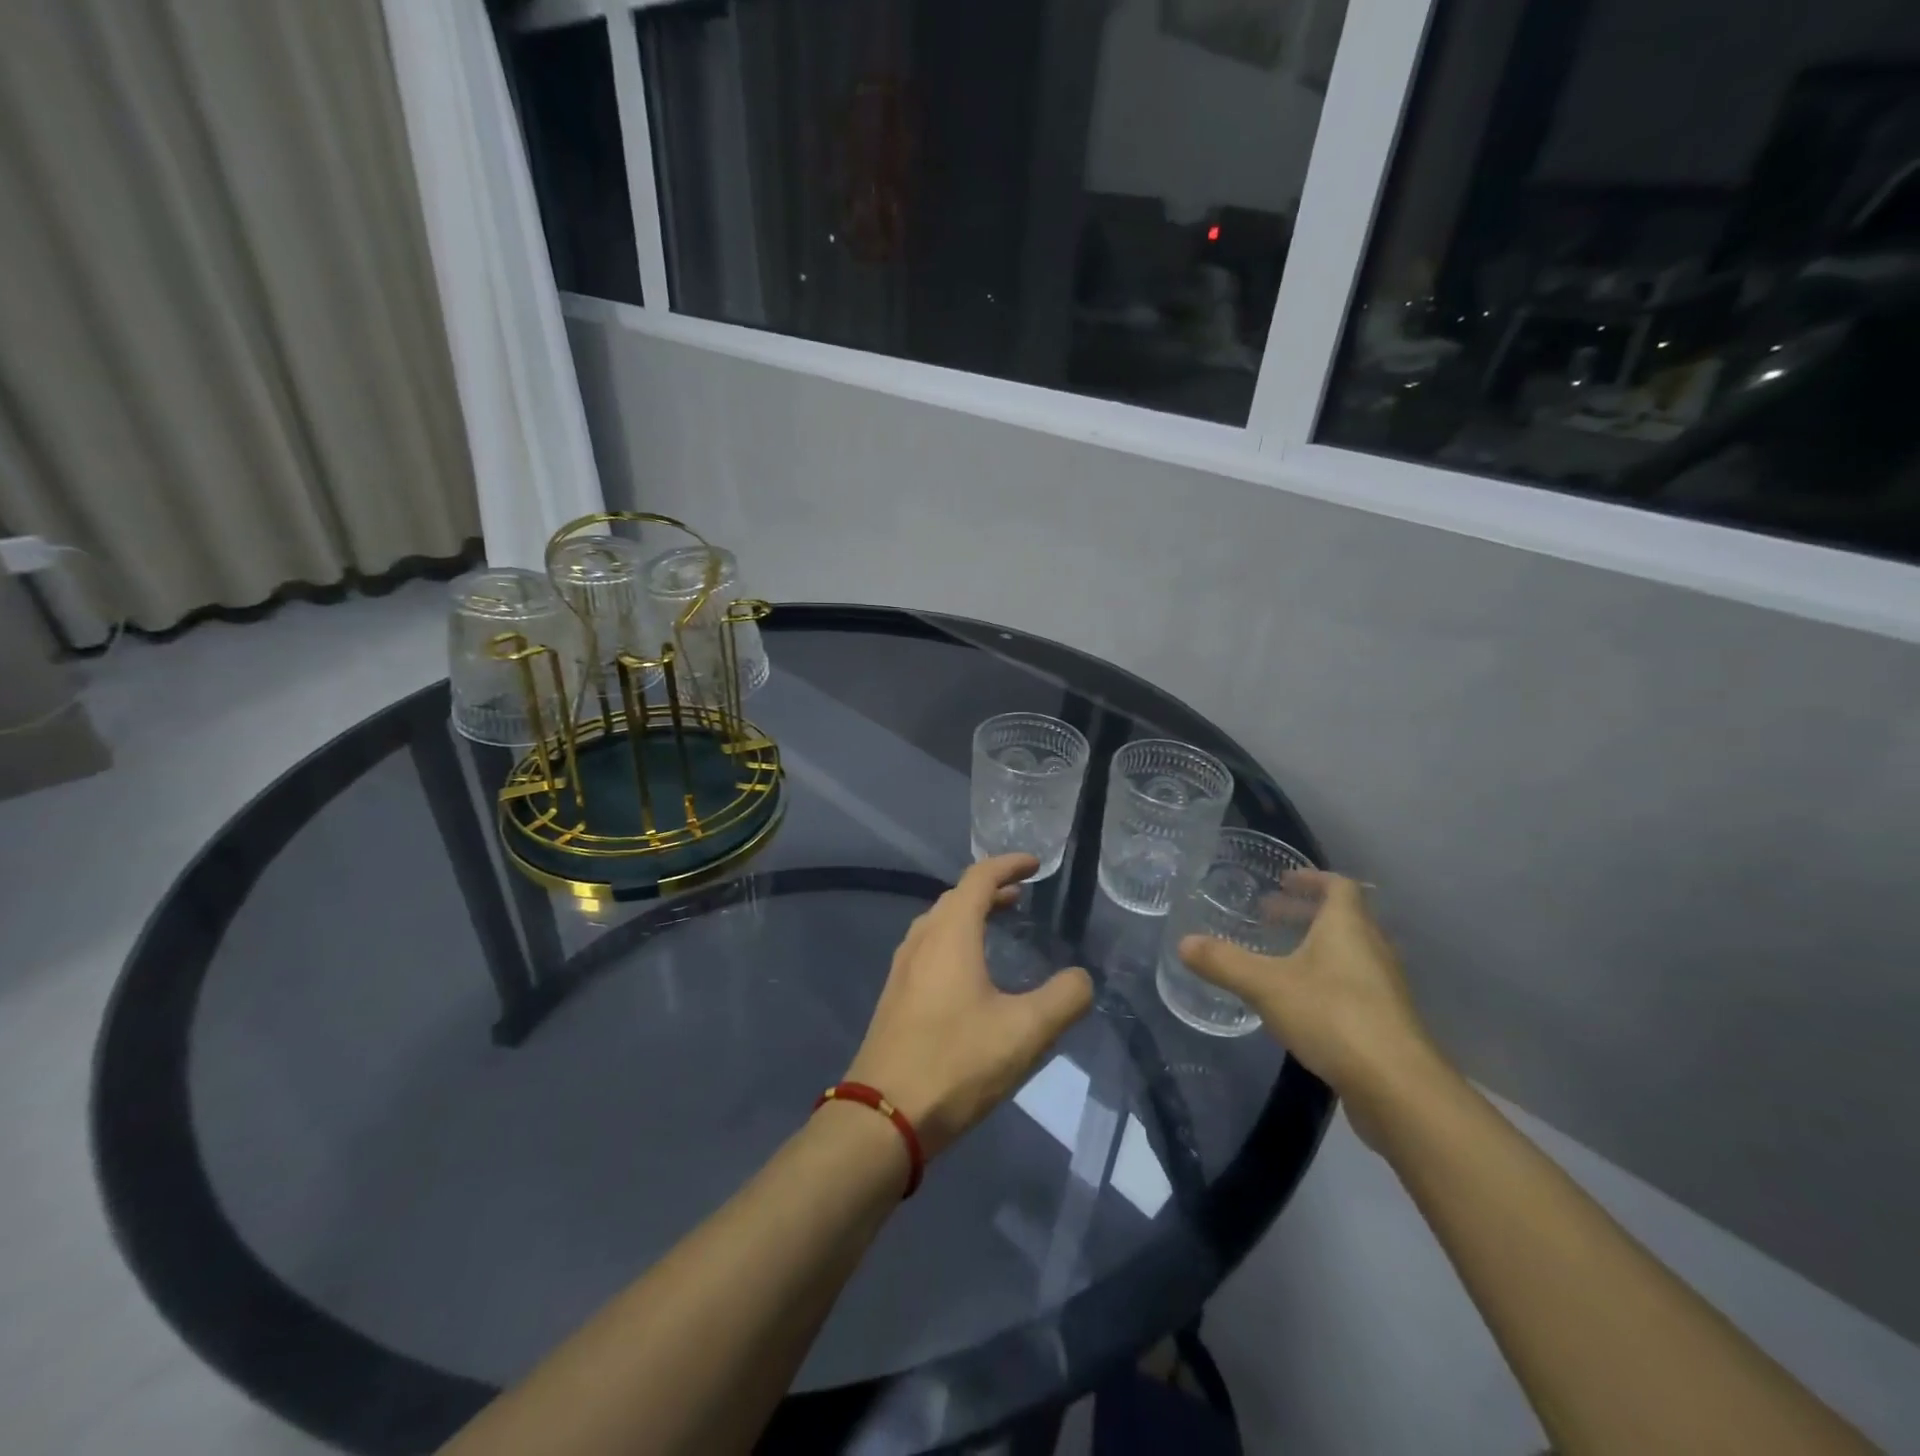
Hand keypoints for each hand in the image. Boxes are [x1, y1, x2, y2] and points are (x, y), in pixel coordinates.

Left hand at [845, 854, 1093, 1157]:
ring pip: (939, 923)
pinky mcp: (895, 996)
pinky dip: (954, 940)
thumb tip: (1082, 979)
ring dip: (969, 914)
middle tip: (1021, 895)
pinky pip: (928, 948)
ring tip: (998, 924)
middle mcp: (922, 940)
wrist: (883, 1116)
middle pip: (956, 897)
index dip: (1008, 865)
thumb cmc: (956, 1063)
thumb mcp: (1025, 1032)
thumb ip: (1063, 999)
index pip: (979, 878)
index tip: (1034, 864)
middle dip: (990, 889)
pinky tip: (968, 972)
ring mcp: (902, 969)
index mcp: (950, 935)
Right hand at [1178, 871, 1448, 1140]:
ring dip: (1316, 947)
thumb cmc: (1333, 1017)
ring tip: (1279, 958)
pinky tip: (1300, 1004)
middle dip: (1304, 914)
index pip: (1338, 886)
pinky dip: (1326, 980)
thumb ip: (1224, 962)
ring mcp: (1384, 988)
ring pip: (1349, 953)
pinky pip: (1353, 985)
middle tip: (1268, 917)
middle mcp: (1372, 950)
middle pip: (1343, 919)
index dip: (1312, 879)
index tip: (1284, 882)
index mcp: (1348, 928)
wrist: (1398, 1088)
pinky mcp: (1386, 1022)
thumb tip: (1183, 943)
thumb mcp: (1266, 986)